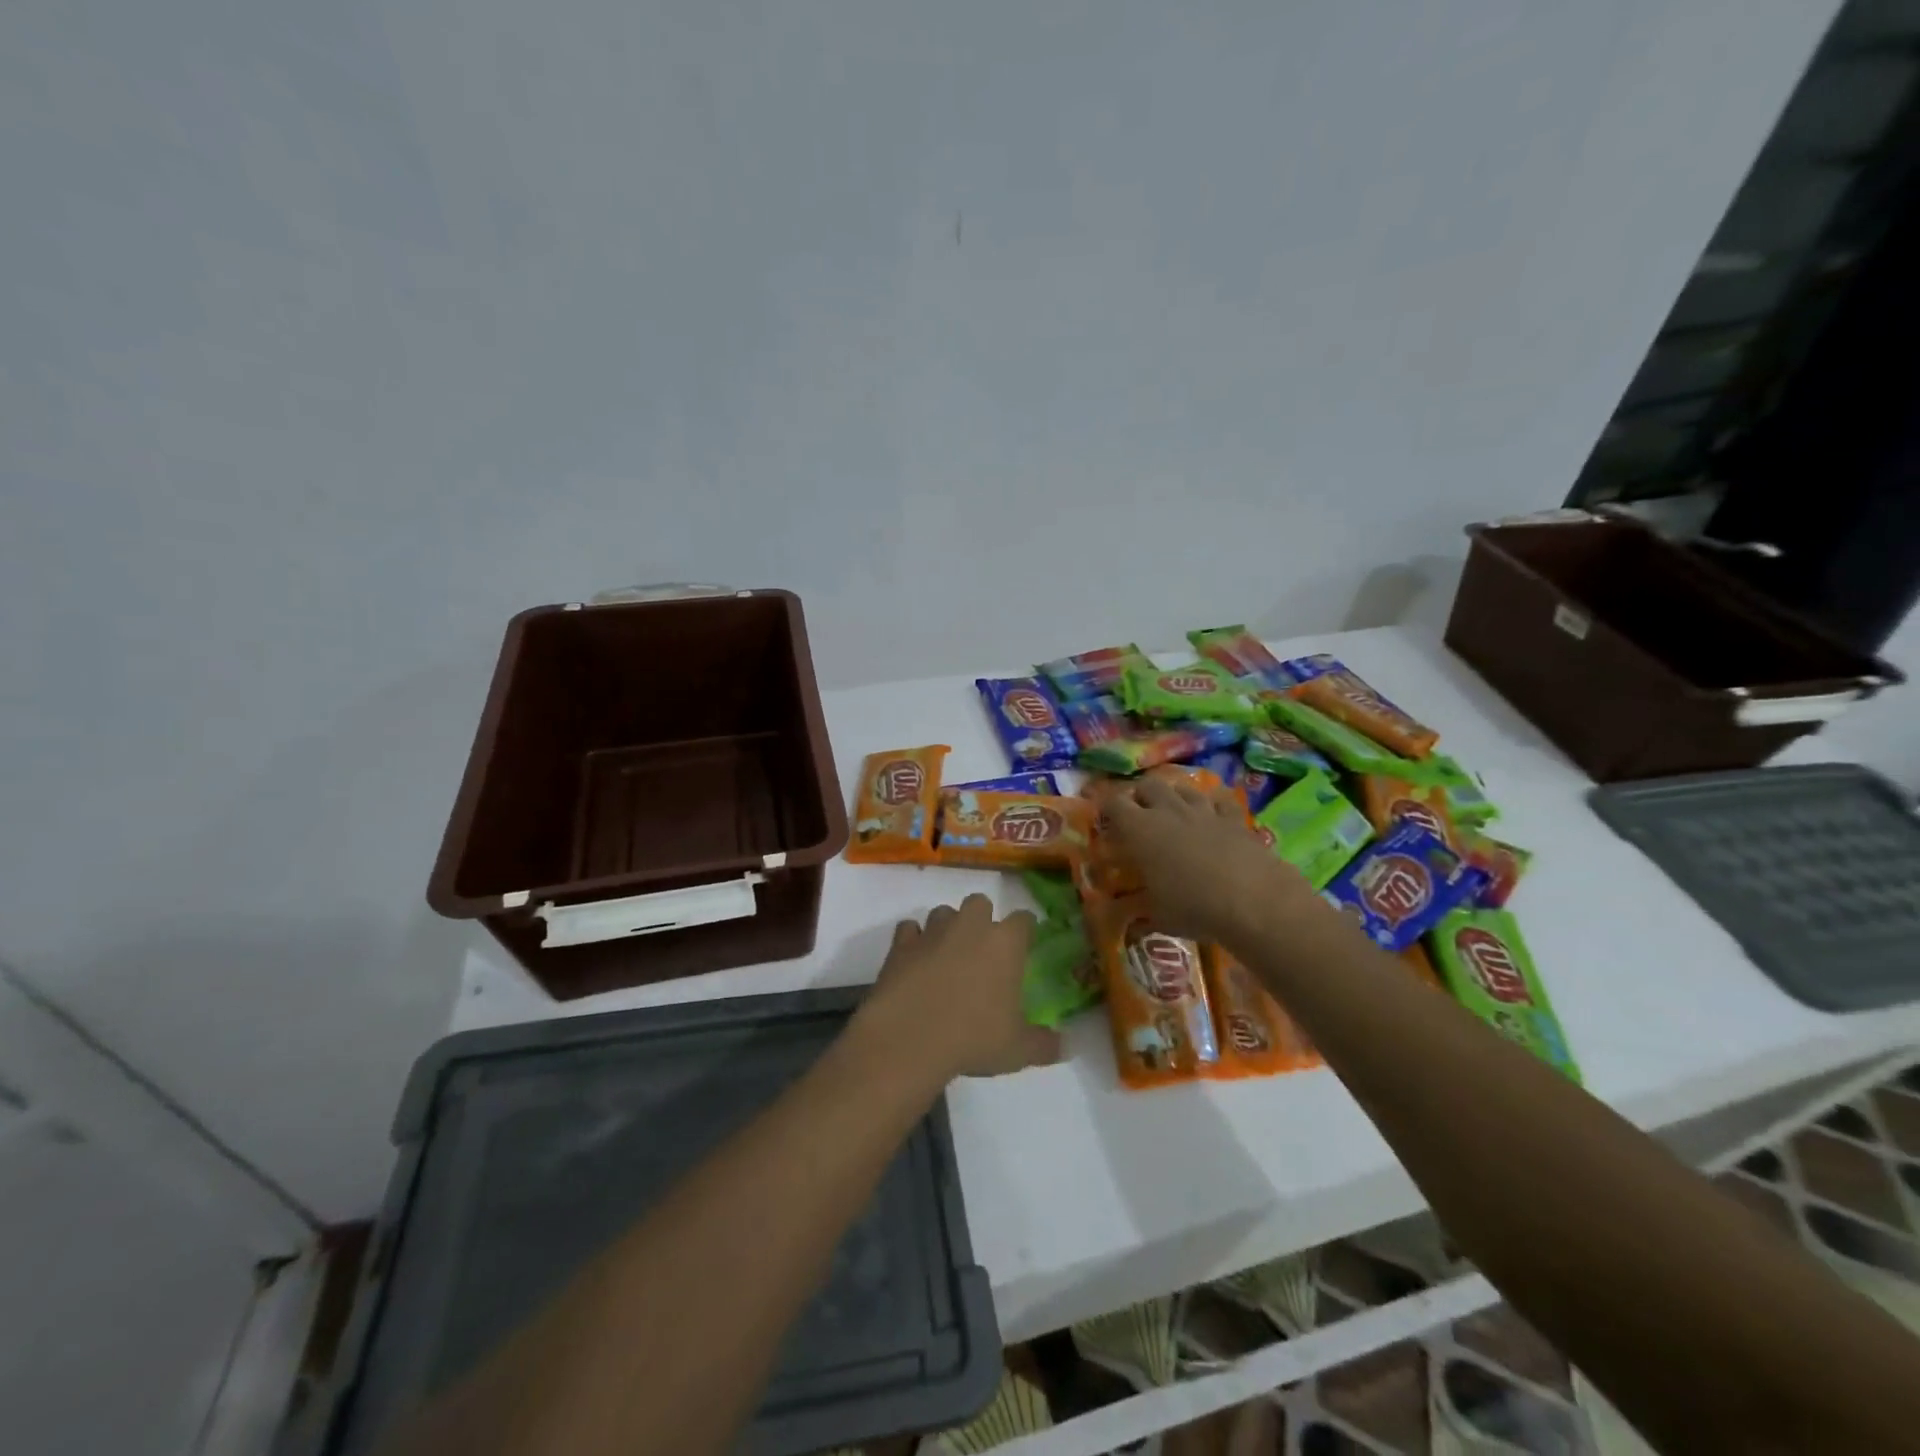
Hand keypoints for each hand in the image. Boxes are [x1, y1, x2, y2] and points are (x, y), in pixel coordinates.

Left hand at [862, 894, 1060, 1079]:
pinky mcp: (901, 943)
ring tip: (947, 957)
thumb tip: (1065, 1046)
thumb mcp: (1018, 1050)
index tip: (1024, 948)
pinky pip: (909, 930)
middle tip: (982, 952)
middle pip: (980, 903)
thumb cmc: (973, 1038)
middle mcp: (970, 926)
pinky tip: (915, 962)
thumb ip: (1044, 1044)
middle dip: (982, 920)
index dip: (1025, 931)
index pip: (1024, 920)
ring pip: (944, 912)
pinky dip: (913, 941)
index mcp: (1005, 943)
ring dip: (948, 928)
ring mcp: (933, 931)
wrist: (909, 1038)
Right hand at [1101, 774, 1323, 945]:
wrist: (1253, 901)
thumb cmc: (1193, 907)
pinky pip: (1219, 800)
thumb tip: (1132, 920)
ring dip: (1174, 796)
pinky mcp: (1234, 818)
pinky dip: (1213, 804)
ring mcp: (1204, 811)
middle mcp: (1168, 811)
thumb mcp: (1157, 916)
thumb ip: (1141, 911)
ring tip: (1174, 812)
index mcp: (1140, 830)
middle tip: (1139, 816)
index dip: (1106, 807)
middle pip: (1148, 786)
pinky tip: (1213, 814)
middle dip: (1140, 796)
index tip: (1104, 819)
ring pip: (1183, 788)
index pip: (1114, 803)